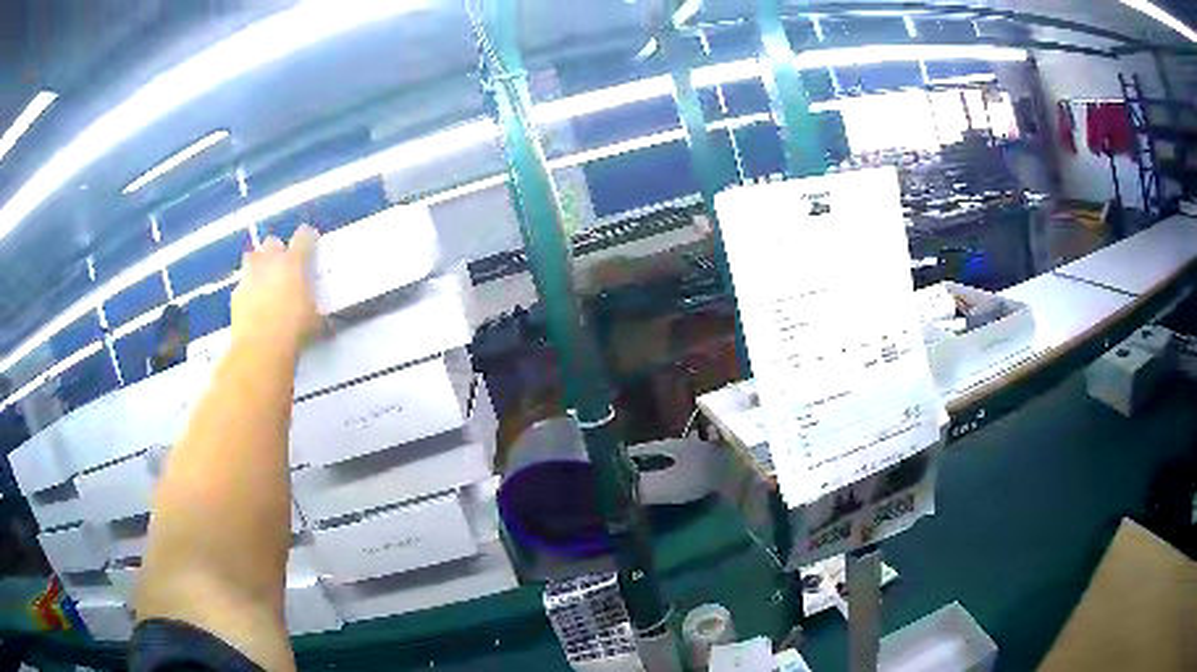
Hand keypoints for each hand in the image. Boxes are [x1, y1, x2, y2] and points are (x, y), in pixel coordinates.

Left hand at [231, 225, 321, 355]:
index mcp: (294, 262)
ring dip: (258, 265)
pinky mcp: (236, 295)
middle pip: (272, 242)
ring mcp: (250, 277)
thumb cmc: (294, 330)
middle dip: (277, 251)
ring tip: (264, 280)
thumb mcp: (315, 319)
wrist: (261, 349)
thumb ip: (314, 306)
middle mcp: (270, 262)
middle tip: (283, 266)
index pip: (303, 237)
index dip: (308, 238)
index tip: (310, 243)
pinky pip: (242, 285)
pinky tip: (253, 305)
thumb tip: (318, 312)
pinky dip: (248, 291)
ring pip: (252, 258)